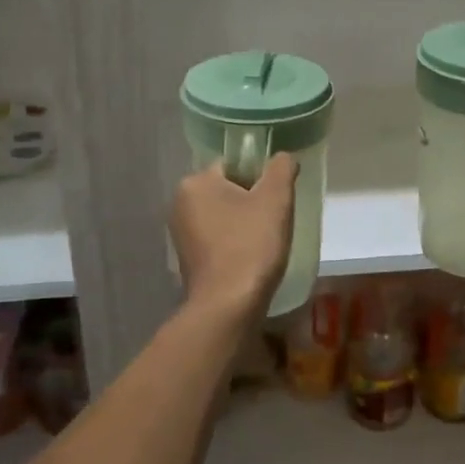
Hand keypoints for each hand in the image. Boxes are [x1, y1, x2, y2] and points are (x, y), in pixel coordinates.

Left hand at [170, 154, 296, 316]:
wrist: (228, 306)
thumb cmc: (251, 246)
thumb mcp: (276, 199)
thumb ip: (281, 169)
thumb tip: (284, 157)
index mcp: (195, 182)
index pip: (234, 165)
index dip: (260, 179)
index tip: (276, 200)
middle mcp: (180, 203)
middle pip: (228, 190)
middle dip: (252, 202)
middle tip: (275, 221)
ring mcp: (181, 234)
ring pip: (223, 216)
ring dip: (244, 224)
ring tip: (265, 243)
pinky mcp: (187, 259)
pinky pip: (217, 239)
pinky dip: (234, 243)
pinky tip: (251, 259)